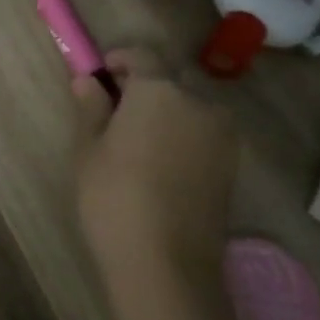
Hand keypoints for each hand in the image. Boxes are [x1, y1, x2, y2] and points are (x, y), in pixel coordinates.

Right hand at [72, 49, 238, 319]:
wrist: (166, 264)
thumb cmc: (114, 197)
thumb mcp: (89, 149)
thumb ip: (91, 108)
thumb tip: (87, 80)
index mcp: (160, 90)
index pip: (142, 55)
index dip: (118, 60)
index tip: (98, 77)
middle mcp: (199, 102)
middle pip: (170, 79)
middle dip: (144, 85)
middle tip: (114, 110)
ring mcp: (222, 135)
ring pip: (190, 106)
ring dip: (166, 110)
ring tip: (136, 140)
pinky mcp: (232, 164)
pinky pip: (203, 133)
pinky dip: (182, 134)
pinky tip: (159, 162)